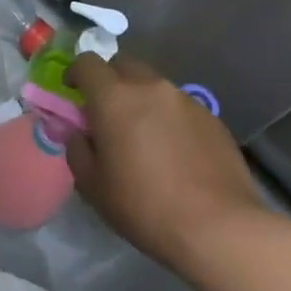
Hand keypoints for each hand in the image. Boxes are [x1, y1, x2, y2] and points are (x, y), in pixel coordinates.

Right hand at [64, 54, 264, 268]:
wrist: (218, 227)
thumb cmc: (143, 205)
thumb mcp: (92, 185)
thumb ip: (78, 150)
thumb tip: (81, 134)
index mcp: (114, 98)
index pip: (87, 63)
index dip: (75, 73)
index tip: (72, 92)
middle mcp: (151, 88)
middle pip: (123, 65)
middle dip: (109, 80)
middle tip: (105, 112)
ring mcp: (186, 100)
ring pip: (154, 86)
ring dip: (141, 100)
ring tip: (142, 135)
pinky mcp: (212, 118)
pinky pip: (180, 107)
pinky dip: (168, 118)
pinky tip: (173, 152)